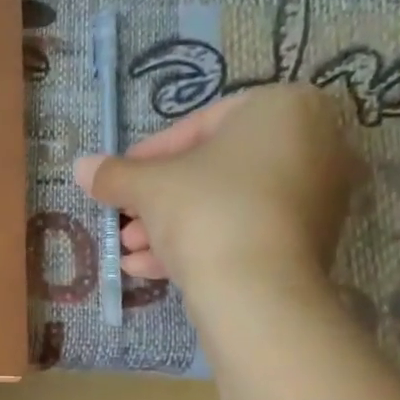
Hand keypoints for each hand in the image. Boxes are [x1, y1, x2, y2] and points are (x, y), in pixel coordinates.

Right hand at [74, 84, 359, 306]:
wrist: (257, 291)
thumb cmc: (207, 211)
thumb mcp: (148, 187)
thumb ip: (115, 174)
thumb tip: (81, 166)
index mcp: (284, 108)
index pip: (201, 124)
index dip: (149, 155)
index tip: (119, 180)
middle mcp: (314, 144)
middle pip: (214, 169)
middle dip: (159, 199)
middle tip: (124, 219)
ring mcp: (318, 197)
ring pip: (227, 204)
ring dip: (172, 226)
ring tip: (130, 250)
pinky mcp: (310, 242)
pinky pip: (246, 231)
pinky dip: (202, 244)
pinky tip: (151, 269)